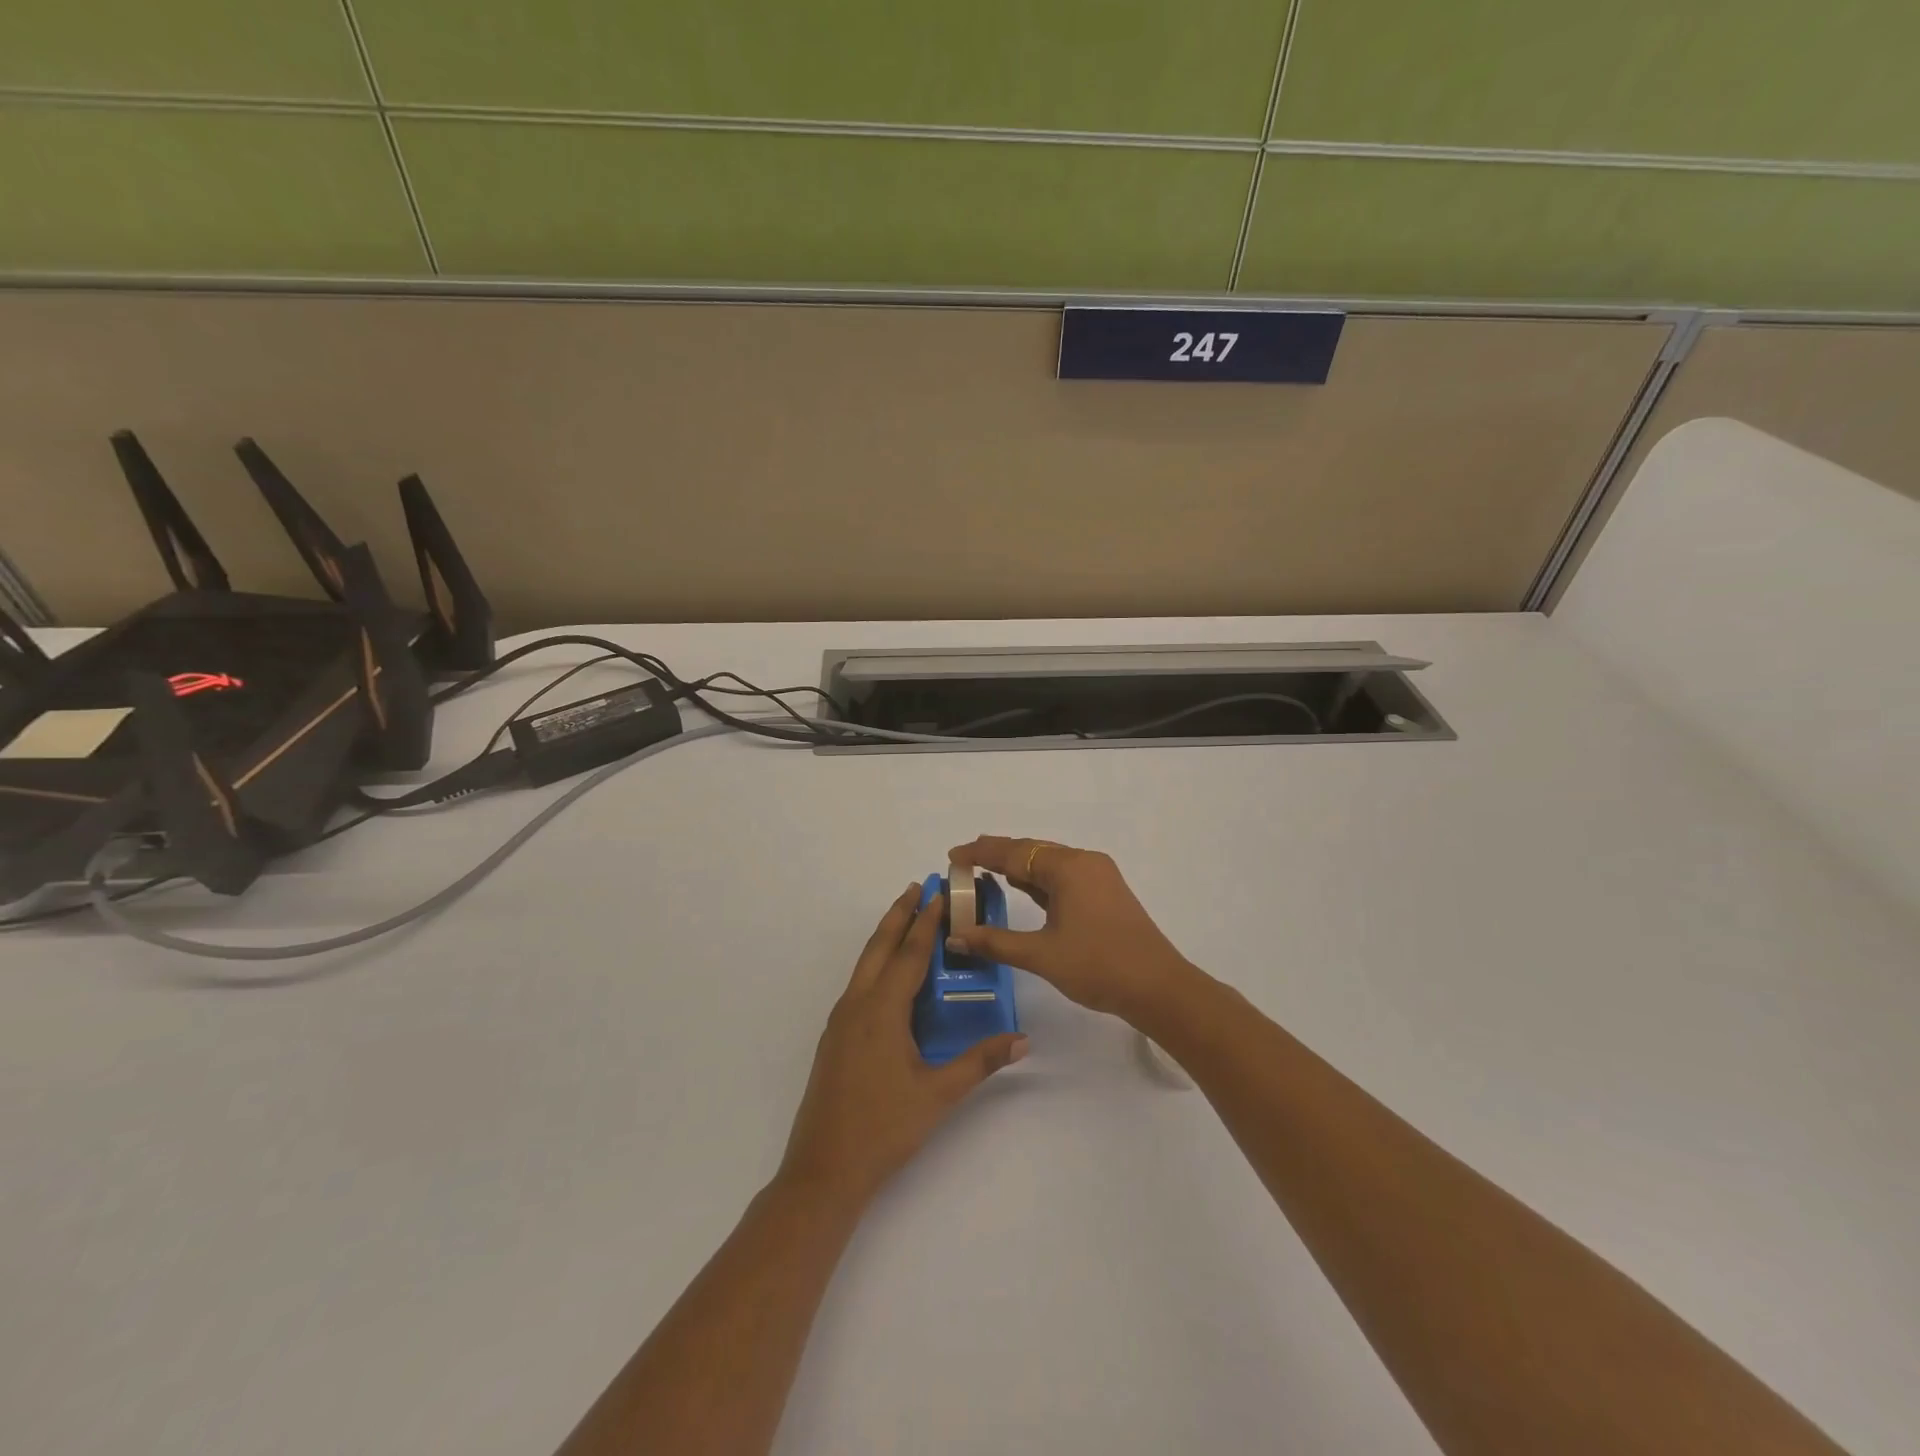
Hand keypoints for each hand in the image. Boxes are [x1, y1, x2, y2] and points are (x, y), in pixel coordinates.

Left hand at [778, 884, 1027, 1205]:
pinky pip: (859, 985)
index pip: (909, 954)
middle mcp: (857, 1005)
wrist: (824, 1170)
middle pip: (879, 947)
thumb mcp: (938, 1094)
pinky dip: (876, 964)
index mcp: (881, 1011)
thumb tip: (1022, 1040)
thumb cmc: (884, 1128)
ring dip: (885, 937)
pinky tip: (889, 976)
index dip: (926, 922)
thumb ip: (980, 1061)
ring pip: (865, 964)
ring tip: (905, 919)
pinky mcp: (835, 1038)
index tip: (939, 893)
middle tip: (917, 887)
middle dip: (898, 914)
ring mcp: (841, 1021)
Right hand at [947, 837, 1198, 1024]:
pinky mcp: (1105, 893)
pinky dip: (1039, 881)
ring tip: (985, 871)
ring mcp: (1098, 877)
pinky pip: (1063, 877)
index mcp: (1068, 868)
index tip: (952, 855)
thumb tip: (957, 936)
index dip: (980, 853)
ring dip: (1019, 867)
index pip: (1014, 853)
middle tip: (964, 860)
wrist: (1158, 988)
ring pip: (1049, 864)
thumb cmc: (1098, 966)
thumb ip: (997, 942)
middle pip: (1032, 851)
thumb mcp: (1041, 955)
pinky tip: (1022, 888)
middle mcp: (1084, 862)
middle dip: (998, 855)